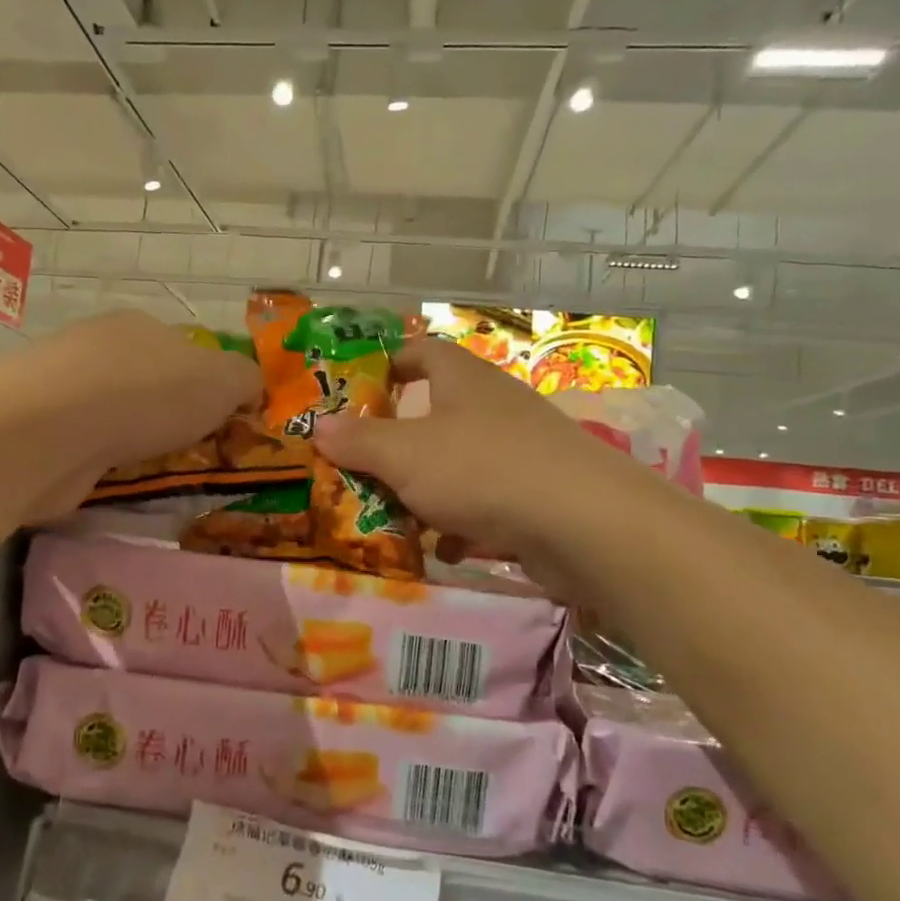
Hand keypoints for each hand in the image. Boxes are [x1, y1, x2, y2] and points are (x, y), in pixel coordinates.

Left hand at [16, 310, 261, 517]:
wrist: (48, 430)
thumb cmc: (147, 394)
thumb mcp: (222, 381)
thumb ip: (246, 380)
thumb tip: (250, 390)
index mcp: (141, 327)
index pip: (186, 351)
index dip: (210, 388)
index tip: (225, 425)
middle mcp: (98, 347)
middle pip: (148, 383)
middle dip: (170, 417)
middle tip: (194, 454)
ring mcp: (61, 387)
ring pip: (114, 415)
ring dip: (134, 441)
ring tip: (155, 473)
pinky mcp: (36, 429)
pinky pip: (84, 445)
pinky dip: (101, 461)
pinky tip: (112, 479)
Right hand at [312, 336, 625, 590]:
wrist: (582, 523)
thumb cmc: (481, 469)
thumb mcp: (404, 454)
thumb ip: (358, 440)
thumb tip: (317, 426)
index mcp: (461, 379)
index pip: (420, 352)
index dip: (386, 365)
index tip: (354, 393)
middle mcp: (492, 405)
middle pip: (433, 413)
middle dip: (395, 443)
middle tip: (357, 468)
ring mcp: (518, 449)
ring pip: (456, 462)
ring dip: (424, 489)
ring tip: (390, 516)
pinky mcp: (536, 493)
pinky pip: (484, 501)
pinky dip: (459, 522)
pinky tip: (443, 548)